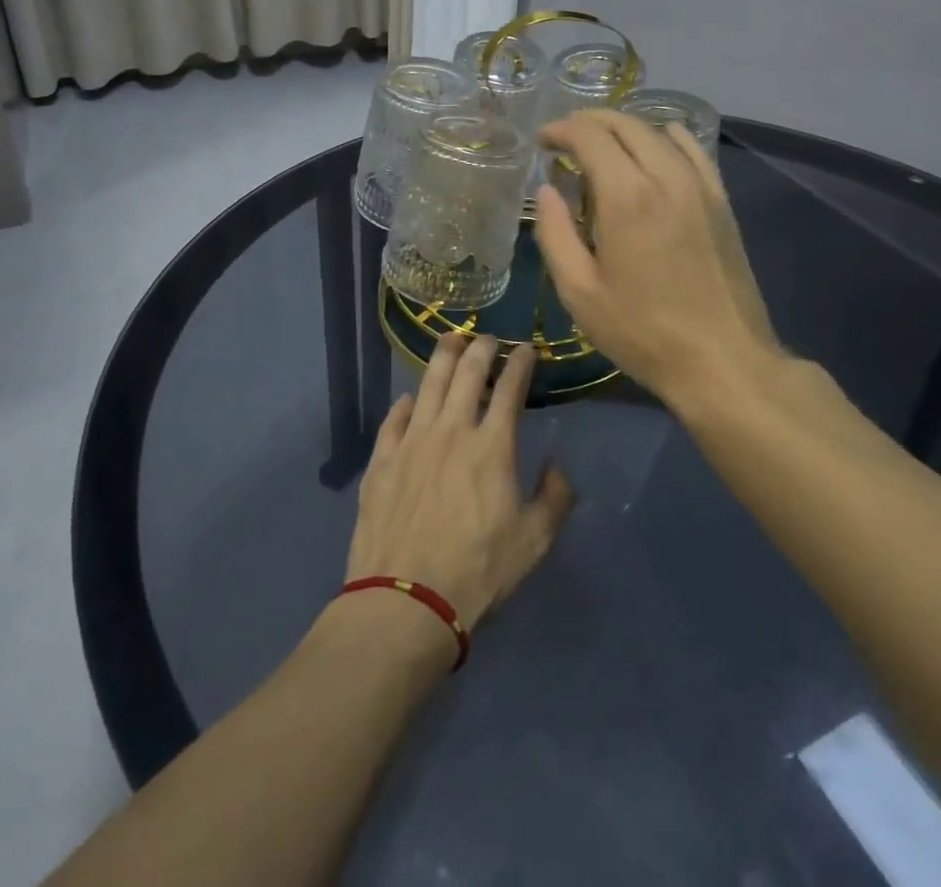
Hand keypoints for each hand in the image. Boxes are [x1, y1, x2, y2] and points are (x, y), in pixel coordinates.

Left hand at [345, 334, 576, 634]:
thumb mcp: (534, 542)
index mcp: (491, 445)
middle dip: (482, 348)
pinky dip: (406, 403)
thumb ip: (555, 498)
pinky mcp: (382, 460)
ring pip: (429, 384)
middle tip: (489, 339)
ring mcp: (412, 442)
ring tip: (450, 340)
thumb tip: (558, 467)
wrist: (405, 601)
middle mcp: (451, 430)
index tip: (527, 349)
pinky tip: (410, 399)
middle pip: (467, 372)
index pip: (510, 387)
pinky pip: (394, 419)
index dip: (520, 362)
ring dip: (443, 357)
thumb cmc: (477, 572)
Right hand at [534, 110, 781, 407]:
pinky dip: (667, 138)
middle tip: (565, 139)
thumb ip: (555, 234)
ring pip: (658, 132)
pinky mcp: (721, 201)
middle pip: (625, 124)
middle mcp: (666, 176)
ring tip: (603, 146)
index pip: (590, 136)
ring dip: (624, 129)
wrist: (723, 360)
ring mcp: (700, 186)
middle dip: (590, 122)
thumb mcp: (580, 292)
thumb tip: (547, 190)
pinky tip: (656, 148)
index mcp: (626, 196)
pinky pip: (694, 150)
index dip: (561, 130)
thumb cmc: (642, 331)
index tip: (542, 141)